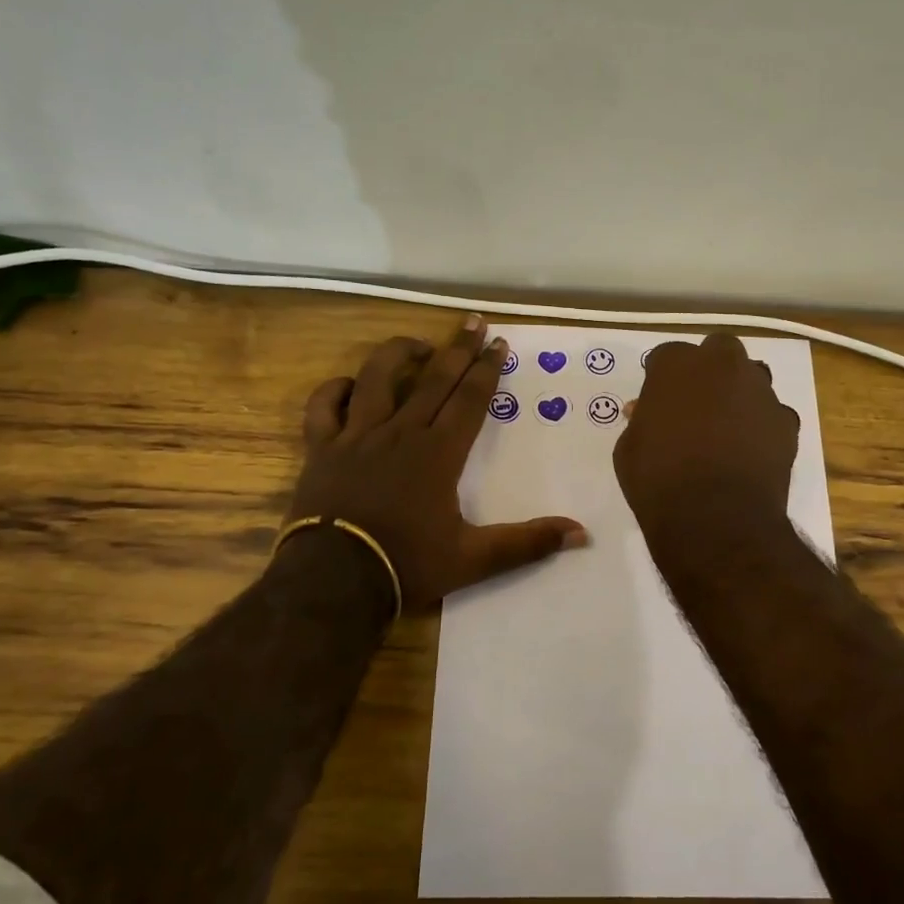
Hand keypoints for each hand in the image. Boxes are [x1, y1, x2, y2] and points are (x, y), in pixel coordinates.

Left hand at [287, 316, 588, 610]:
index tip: (500, 343)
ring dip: (398, 354)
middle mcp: (400, 432)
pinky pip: (324, 406)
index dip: (487, 369)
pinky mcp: (322, 448)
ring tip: (418, 344)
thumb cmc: (407, 565)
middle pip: (433, 379)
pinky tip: (348, 385)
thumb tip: (581, 535)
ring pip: (376, 377)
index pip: (469, 399)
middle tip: (473, 322)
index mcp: (438, 453)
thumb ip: (527, 543)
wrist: (333, 581)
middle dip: (457, 348)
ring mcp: (357, 436)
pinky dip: (335, 389)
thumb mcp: (474, 560)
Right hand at [614, 333, 798, 536]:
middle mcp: (723, 366)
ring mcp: (760, 391)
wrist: (715, 518)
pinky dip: (762, 426)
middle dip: (709, 368)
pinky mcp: (786, 421)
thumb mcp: (628, 448)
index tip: (657, 400)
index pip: (667, 356)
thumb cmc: (658, 479)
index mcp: (677, 365)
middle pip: (719, 350)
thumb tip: (647, 412)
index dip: (661, 378)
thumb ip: (641, 420)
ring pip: (753, 376)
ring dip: (739, 391)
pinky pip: (773, 414)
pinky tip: (750, 450)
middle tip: (696, 401)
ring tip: (726, 425)